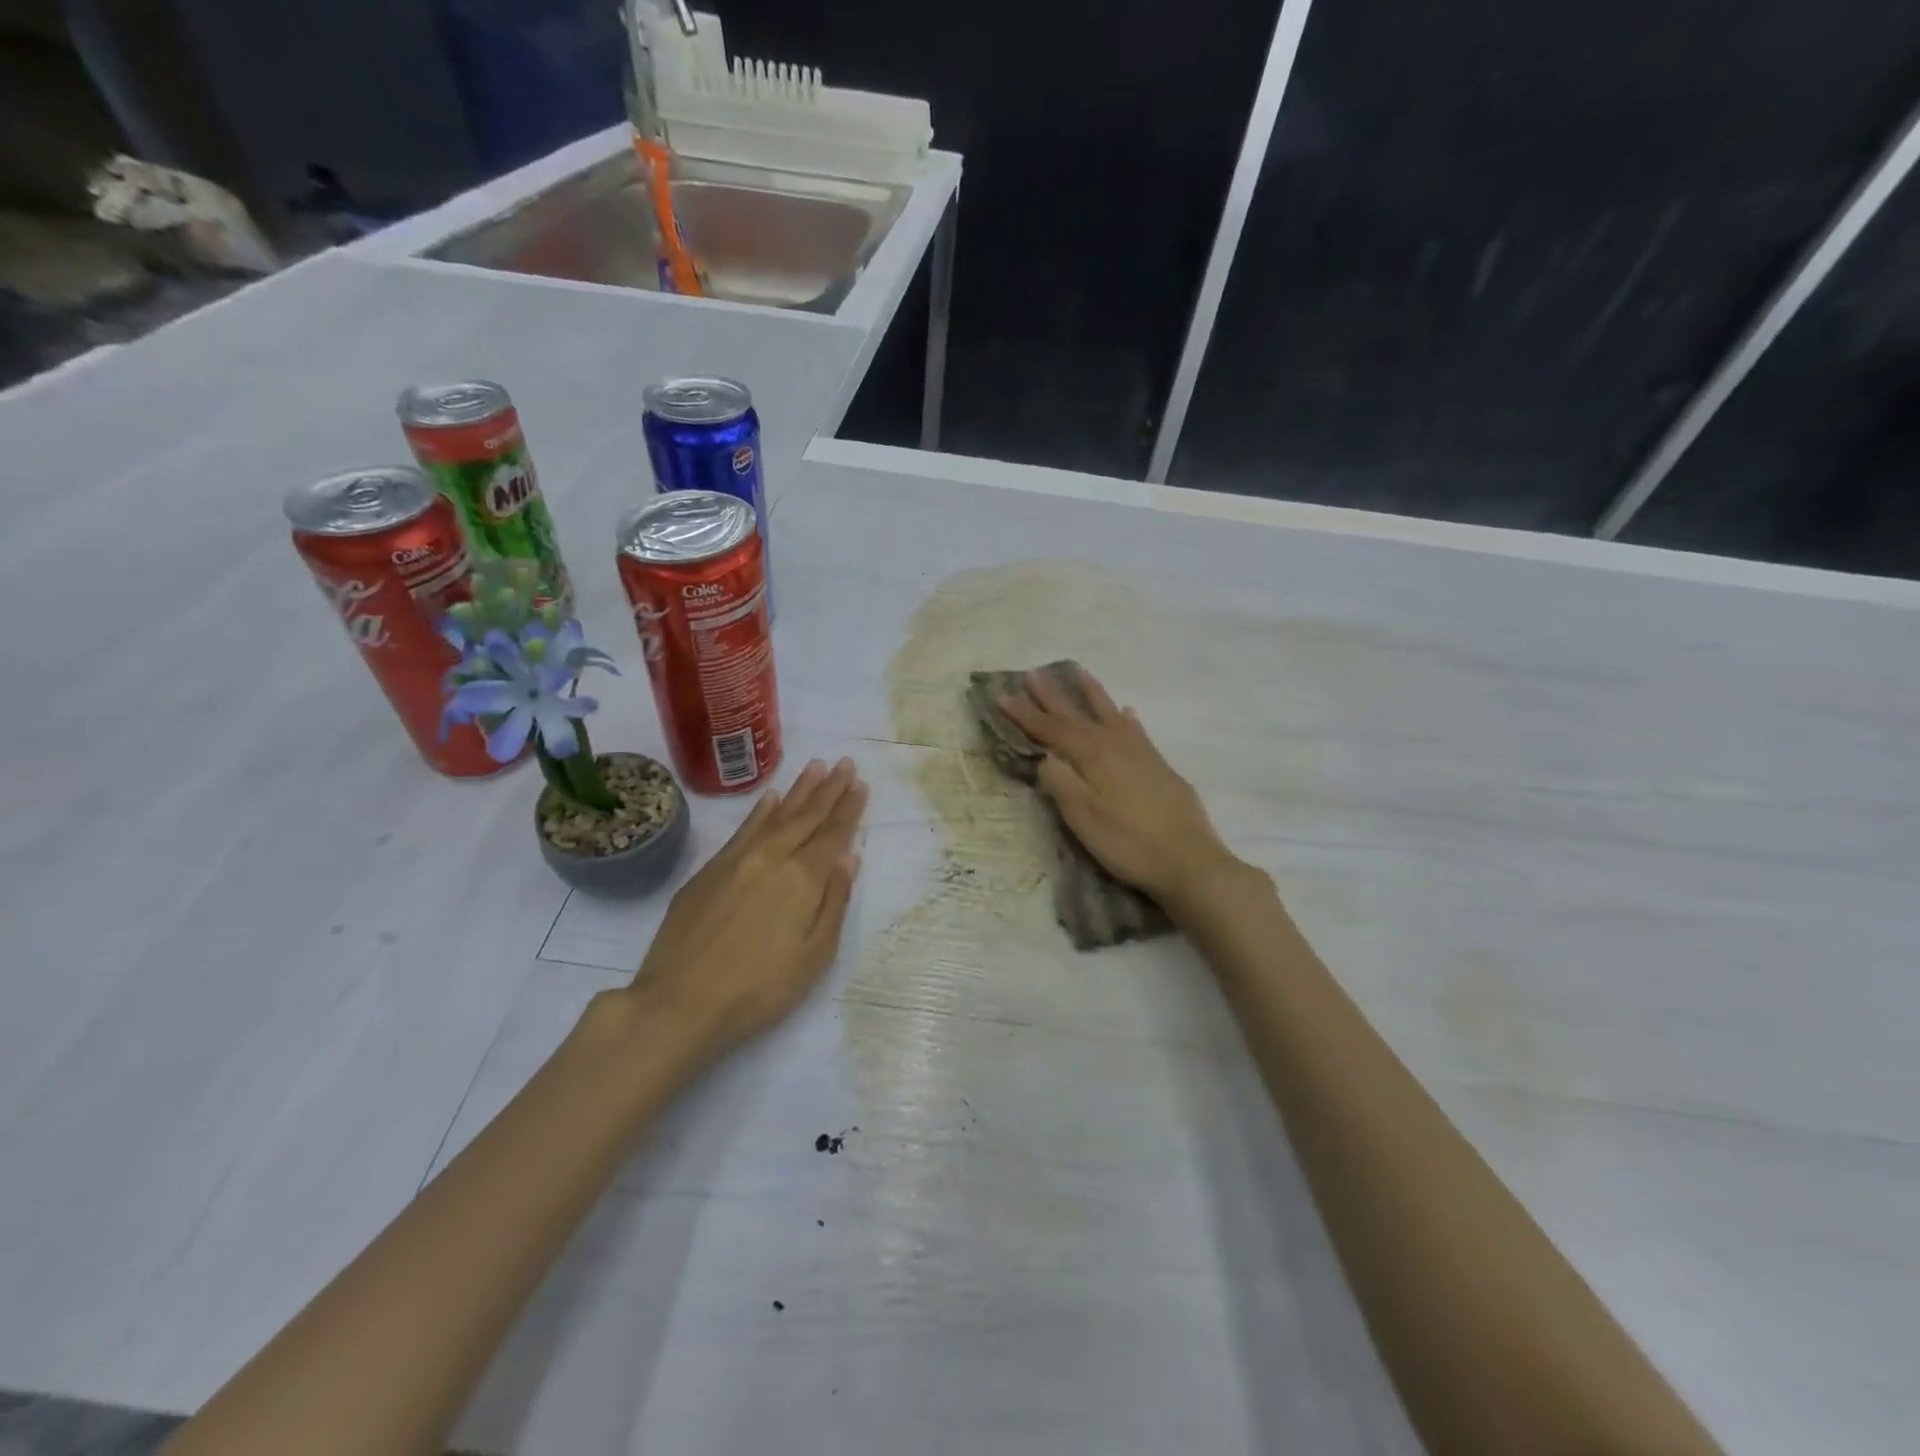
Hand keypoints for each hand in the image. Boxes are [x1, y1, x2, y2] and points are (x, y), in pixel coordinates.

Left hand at [632, 757, 867, 1061]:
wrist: (679, 1003)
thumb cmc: (758, 990)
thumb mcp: (814, 957)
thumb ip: (834, 903)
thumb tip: (849, 858)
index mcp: (803, 878)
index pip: (833, 834)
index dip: (849, 808)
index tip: (861, 784)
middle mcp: (772, 857)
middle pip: (807, 815)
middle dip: (830, 788)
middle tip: (846, 763)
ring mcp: (737, 860)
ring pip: (776, 814)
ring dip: (799, 789)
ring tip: (817, 766)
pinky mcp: (709, 870)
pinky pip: (743, 828)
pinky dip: (760, 809)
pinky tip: (771, 796)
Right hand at [998, 668, 1241, 907]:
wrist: (1188, 860)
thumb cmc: (1127, 842)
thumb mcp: (1083, 817)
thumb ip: (1060, 782)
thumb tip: (1044, 757)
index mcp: (1092, 756)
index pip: (1051, 730)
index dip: (1025, 714)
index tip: (1001, 695)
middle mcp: (1115, 745)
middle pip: (1077, 715)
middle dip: (1052, 696)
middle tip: (1033, 674)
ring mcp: (1141, 753)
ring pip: (1110, 714)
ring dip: (1092, 694)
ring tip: (1079, 673)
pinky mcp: (1159, 766)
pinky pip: (1137, 731)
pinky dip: (1128, 719)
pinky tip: (1128, 712)